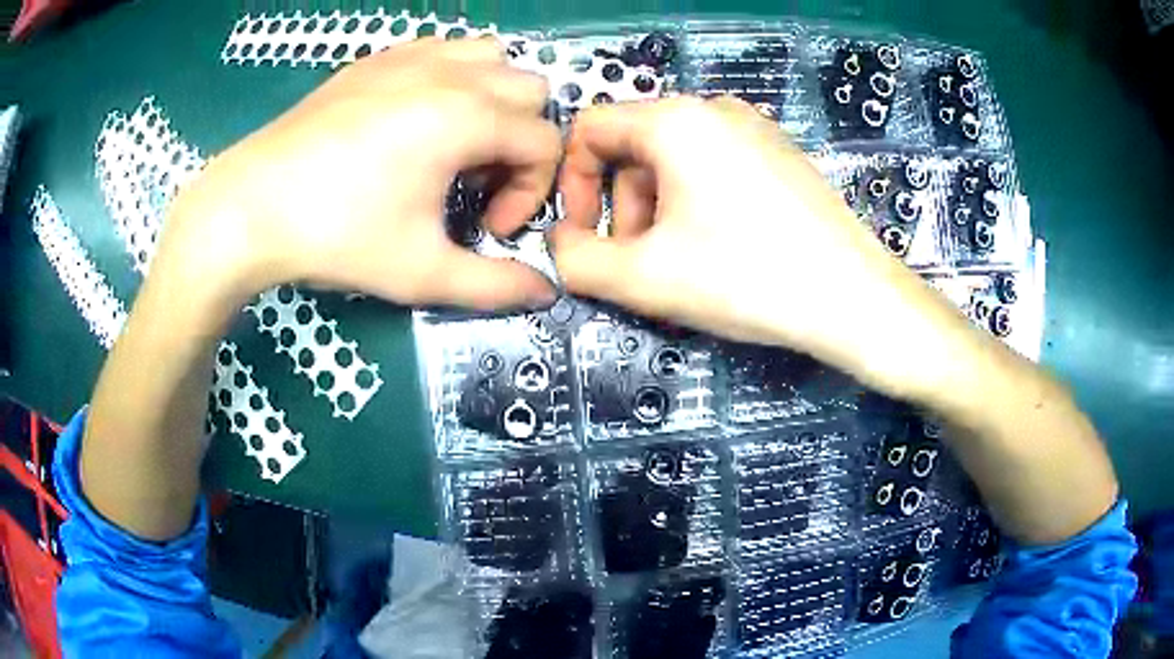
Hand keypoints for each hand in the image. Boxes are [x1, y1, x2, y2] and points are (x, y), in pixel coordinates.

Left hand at [163, 37, 557, 310]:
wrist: (250, 206)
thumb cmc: (336, 236)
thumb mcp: (421, 272)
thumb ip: (495, 285)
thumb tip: (545, 292)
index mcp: (467, 118)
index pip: (545, 143)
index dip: (532, 193)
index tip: (490, 228)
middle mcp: (450, 73)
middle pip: (530, 91)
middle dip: (519, 141)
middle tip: (475, 184)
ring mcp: (410, 57)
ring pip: (491, 57)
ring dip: (493, 100)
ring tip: (454, 144)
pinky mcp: (376, 59)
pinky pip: (443, 50)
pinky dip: (453, 77)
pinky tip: (417, 118)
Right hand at [554, 96, 947, 387]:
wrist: (855, 298)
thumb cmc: (748, 278)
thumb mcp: (643, 277)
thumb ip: (576, 260)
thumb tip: (560, 243)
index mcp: (675, 120)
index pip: (589, 130)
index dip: (570, 184)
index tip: (584, 237)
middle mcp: (713, 108)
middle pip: (633, 147)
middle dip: (621, 206)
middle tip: (640, 262)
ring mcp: (754, 128)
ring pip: (674, 159)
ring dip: (657, 209)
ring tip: (681, 262)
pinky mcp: (779, 153)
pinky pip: (714, 166)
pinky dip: (696, 203)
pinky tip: (722, 247)